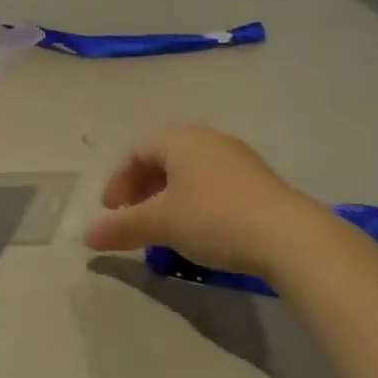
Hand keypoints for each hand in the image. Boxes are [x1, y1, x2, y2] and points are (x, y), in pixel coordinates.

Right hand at [84, 125, 319, 273]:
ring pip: (189, 173)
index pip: (136, 151)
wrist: (290, 238)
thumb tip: (87, 235)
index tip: (112, 212)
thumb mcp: (160, 224)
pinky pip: (212, 185)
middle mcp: (209, 140)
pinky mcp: (259, 183)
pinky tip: (198, 231)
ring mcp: (238, 160)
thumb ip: (120, 227)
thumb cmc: (214, 218)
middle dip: (141, 189)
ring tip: (163, 228)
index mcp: (181, 139)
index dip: (118, 181)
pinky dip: (193, 203)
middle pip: (162, 159)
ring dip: (167, 198)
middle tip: (133, 218)